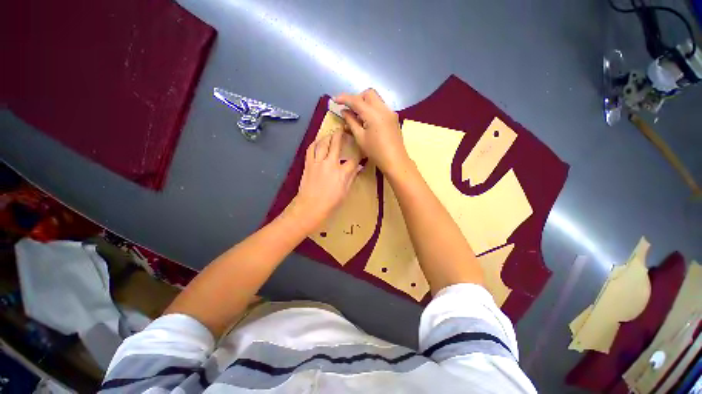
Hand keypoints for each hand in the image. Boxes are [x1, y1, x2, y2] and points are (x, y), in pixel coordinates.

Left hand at [290, 131, 360, 231]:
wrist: (310, 207)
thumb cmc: (330, 203)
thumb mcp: (345, 192)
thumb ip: (351, 178)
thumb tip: (357, 168)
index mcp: (342, 173)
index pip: (353, 160)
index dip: (358, 155)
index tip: (359, 151)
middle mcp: (331, 164)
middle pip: (336, 144)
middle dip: (341, 135)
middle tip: (343, 130)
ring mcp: (318, 162)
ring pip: (323, 143)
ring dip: (328, 136)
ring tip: (331, 134)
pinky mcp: (308, 164)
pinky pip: (311, 149)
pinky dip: (315, 143)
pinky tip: (318, 141)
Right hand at [334, 89, 410, 176]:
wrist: (395, 161)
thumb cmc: (376, 152)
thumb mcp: (360, 138)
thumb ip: (351, 122)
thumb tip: (344, 112)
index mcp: (373, 114)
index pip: (356, 101)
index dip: (344, 99)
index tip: (334, 100)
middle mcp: (383, 109)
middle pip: (368, 94)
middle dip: (357, 98)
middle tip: (349, 110)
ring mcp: (390, 113)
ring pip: (376, 100)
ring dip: (365, 103)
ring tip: (357, 117)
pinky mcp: (393, 118)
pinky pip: (381, 107)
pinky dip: (372, 109)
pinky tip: (367, 121)